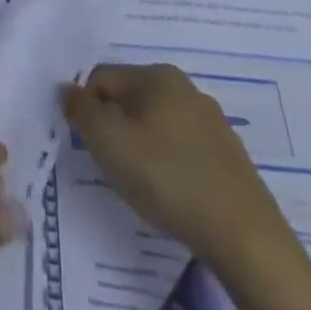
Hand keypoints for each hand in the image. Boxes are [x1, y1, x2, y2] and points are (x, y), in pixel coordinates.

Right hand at [60, 63, 278, 265]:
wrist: (244, 235)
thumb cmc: (167, 177)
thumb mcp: (109, 142)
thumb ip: (81, 111)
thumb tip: (66, 89)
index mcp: (156, 74)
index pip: (102, 78)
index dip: (88, 110)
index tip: (91, 148)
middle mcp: (184, 86)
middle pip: (130, 99)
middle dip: (115, 129)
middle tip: (114, 168)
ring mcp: (211, 120)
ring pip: (157, 124)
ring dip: (142, 147)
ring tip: (143, 186)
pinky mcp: (228, 155)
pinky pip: (183, 148)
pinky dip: (169, 165)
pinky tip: (173, 194)